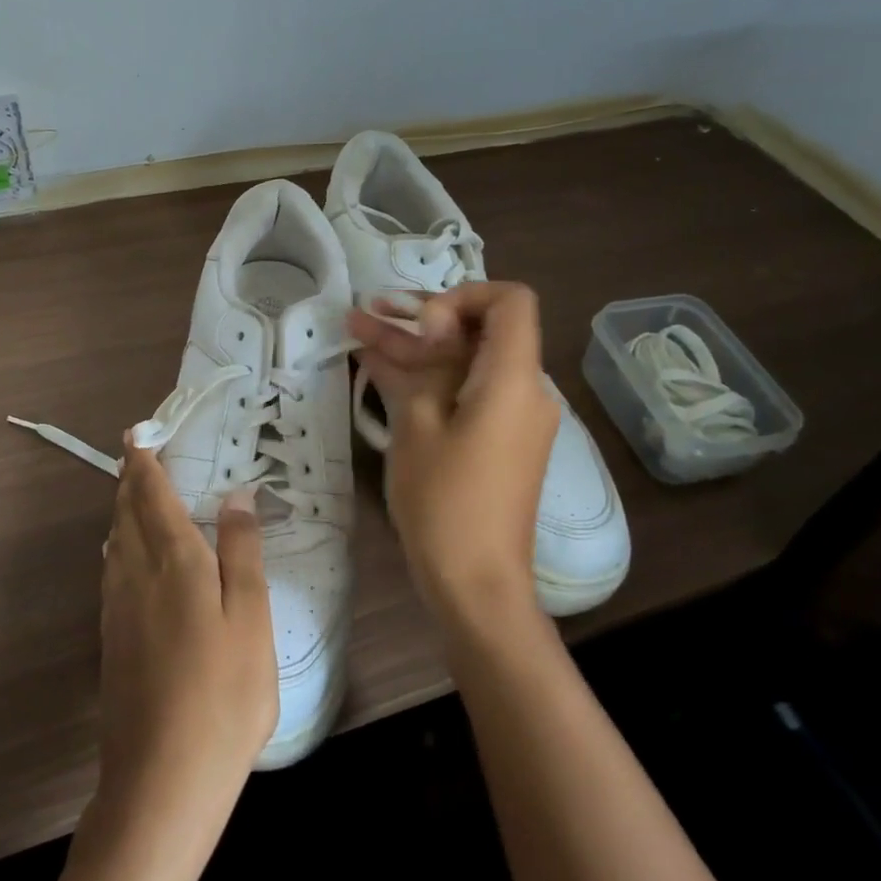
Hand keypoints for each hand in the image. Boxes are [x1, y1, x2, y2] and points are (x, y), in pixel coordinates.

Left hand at [87, 440, 277, 866]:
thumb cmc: (222, 696)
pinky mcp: (110, 637)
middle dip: (130, 477)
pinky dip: (120, 541)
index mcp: (172, 560)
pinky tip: (128, 553)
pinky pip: (112, 567)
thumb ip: (241, 552)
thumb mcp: (250, 619)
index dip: (144, 460)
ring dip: (123, 508)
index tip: (139, 432)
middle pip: (125, 511)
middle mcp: (134, 573)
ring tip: (135, 492)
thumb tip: (236, 495)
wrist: (161, 782)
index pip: (151, 493)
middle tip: (138, 452)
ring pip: (115, 539)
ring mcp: (116, 607)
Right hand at [346, 283, 558, 624]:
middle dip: (422, 318)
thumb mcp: (418, 426)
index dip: (463, 295)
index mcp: (513, 379)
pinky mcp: (496, 440)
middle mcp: (523, 390)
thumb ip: (416, 366)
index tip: (422, 323)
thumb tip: (413, 326)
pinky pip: (464, 393)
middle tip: (369, 312)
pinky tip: (376, 366)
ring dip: (414, 349)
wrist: (476, 585)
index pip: (509, 301)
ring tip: (356, 328)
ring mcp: (510, 417)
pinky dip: (426, 380)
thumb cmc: (445, 502)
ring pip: (463, 363)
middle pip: (478, 331)